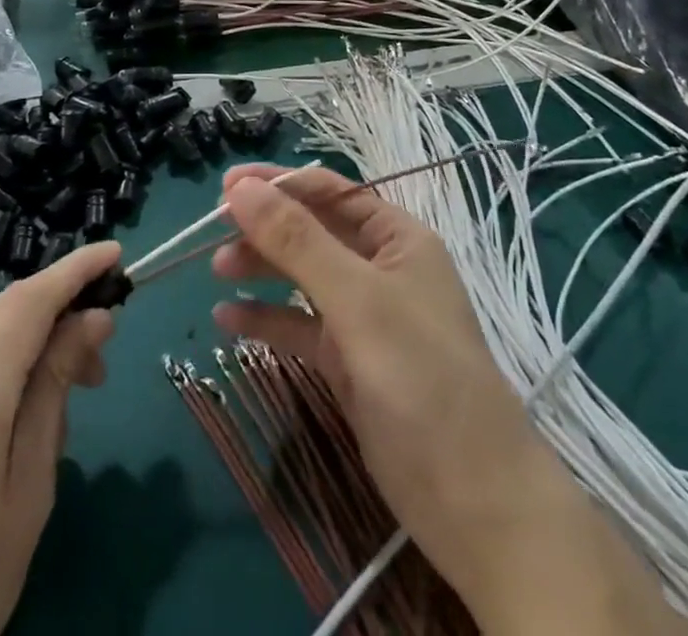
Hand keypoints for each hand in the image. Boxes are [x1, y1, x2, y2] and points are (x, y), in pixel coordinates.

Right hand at [212, 168, 679, 635]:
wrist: (474, 504)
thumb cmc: (424, 379)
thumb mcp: (359, 301)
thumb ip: (299, 242)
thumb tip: (241, 188)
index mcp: (397, 239)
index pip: (332, 192)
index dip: (280, 183)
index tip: (227, 187)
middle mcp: (381, 270)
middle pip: (313, 232)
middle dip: (266, 227)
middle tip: (212, 231)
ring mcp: (364, 318)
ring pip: (303, 278)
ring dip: (262, 269)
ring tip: (216, 270)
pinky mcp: (349, 363)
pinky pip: (299, 328)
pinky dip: (266, 320)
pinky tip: (227, 320)